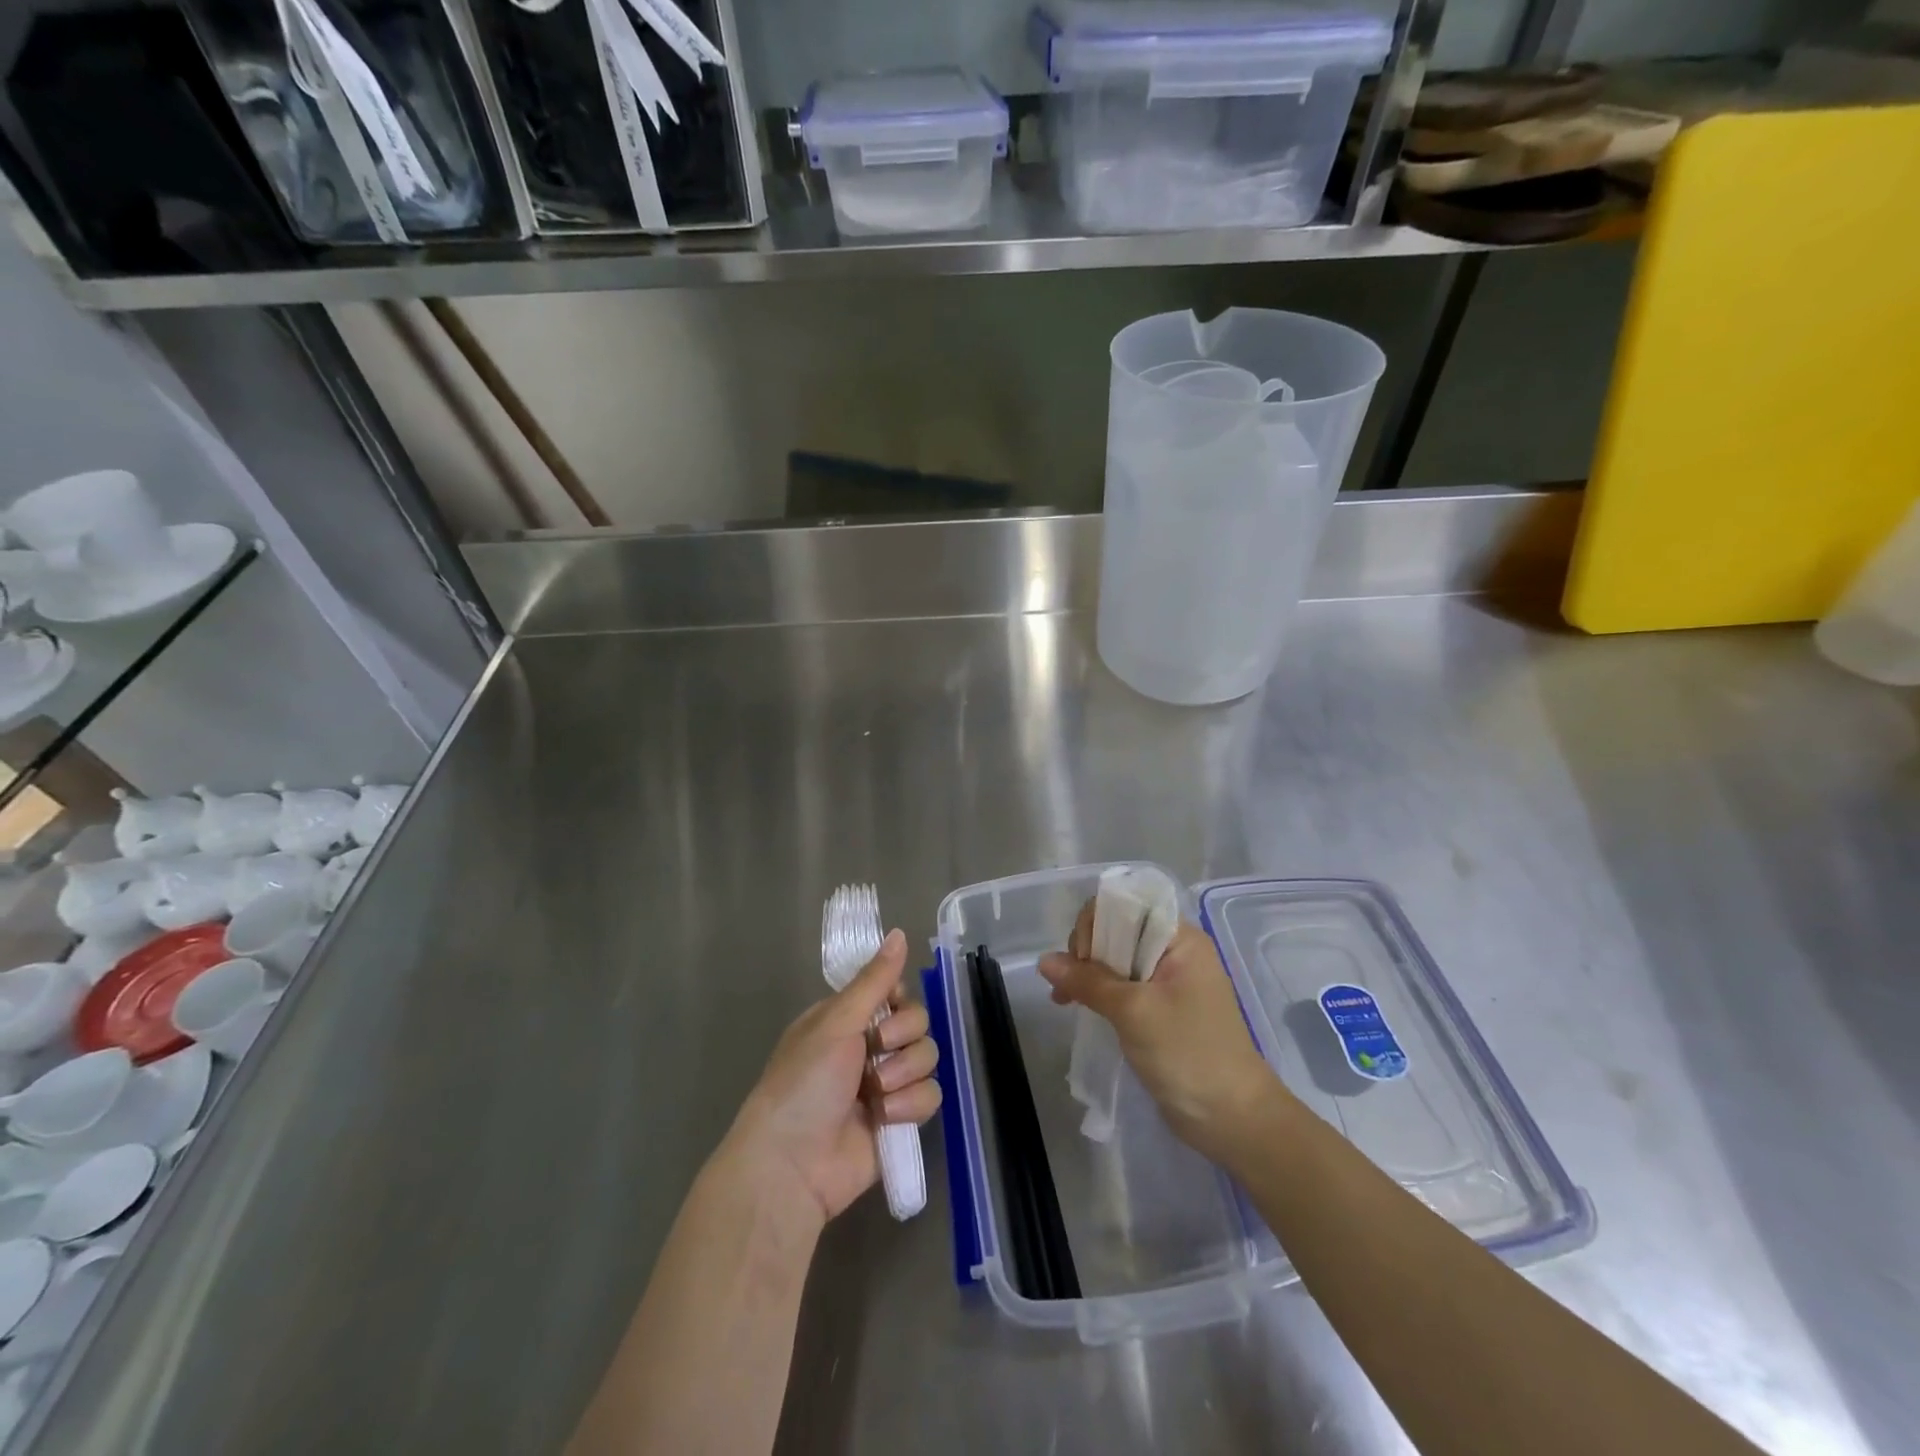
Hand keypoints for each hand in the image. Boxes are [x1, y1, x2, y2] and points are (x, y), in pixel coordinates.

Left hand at [723, 929, 942, 1225]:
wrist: (793, 1165)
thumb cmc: (804, 1082)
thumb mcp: (836, 1023)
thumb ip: (874, 980)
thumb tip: (900, 932)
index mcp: (847, 1019)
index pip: (895, 991)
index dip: (899, 999)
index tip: (889, 1006)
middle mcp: (868, 1047)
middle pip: (918, 1022)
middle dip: (902, 1037)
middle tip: (877, 1050)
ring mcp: (886, 1084)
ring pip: (928, 1058)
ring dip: (904, 1073)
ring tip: (875, 1093)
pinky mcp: (900, 1119)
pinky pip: (930, 1096)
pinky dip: (910, 1105)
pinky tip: (885, 1118)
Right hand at [1038, 901, 1279, 1162]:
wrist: (1234, 1120)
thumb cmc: (1188, 1054)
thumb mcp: (1134, 1012)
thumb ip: (1088, 981)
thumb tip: (1044, 961)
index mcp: (1180, 939)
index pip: (1127, 905)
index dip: (1097, 924)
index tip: (1083, 959)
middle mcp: (1176, 952)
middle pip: (1118, 930)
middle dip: (1087, 951)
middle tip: (1070, 986)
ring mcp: (1169, 982)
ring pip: (1117, 960)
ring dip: (1088, 974)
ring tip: (1064, 999)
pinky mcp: (1161, 1009)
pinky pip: (1123, 987)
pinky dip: (1099, 993)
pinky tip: (1077, 1006)